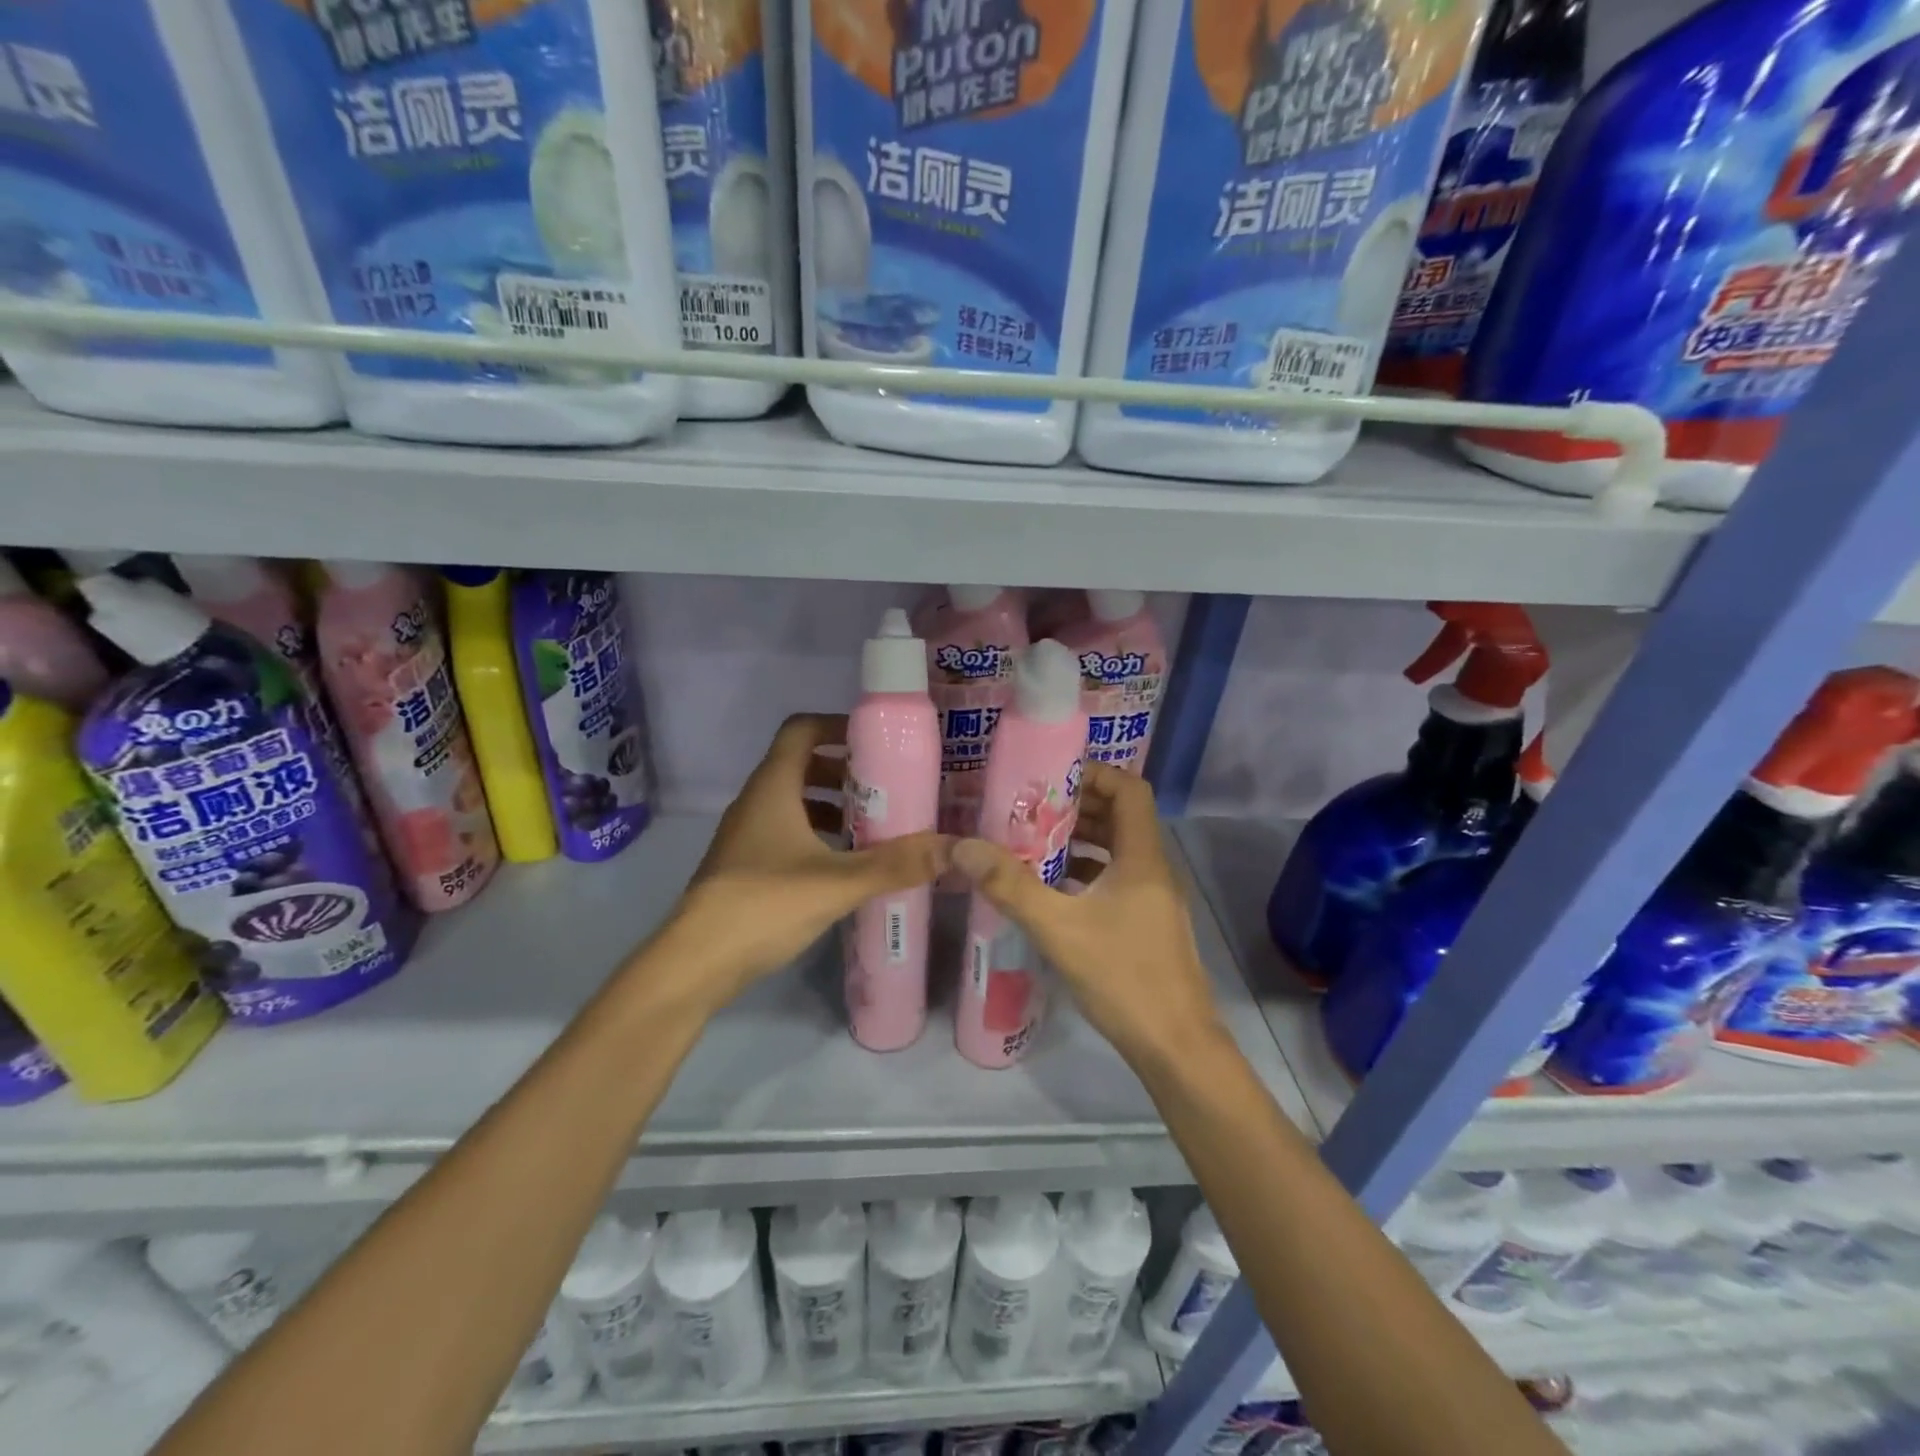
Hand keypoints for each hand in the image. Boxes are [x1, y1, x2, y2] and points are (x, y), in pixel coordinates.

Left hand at [651, 714, 947, 1011]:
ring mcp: (747, 835)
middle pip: (801, 765)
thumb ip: (896, 864)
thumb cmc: (763, 904)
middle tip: (887, 787)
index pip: (801, 730)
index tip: (876, 741)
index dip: (837, 726)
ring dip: (833, 806)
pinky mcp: (747, 865)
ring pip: (795, 802)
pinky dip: (819, 836)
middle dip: (845, 771)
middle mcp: (757, 802)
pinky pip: (788, 832)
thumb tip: (955, 848)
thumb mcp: (838, 882)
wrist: (696, 962)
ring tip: (876, 825)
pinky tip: (846, 864)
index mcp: (773, 788)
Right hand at [951, 763, 1228, 1069]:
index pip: (1130, 789)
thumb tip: (963, 846)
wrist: (1176, 1048)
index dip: (1094, 774)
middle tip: (1029, 808)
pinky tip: (1052, 890)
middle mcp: (1154, 868)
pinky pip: (1116, 879)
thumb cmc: (1124, 977)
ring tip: (1032, 842)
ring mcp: (1154, 898)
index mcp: (1143, 857)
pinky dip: (1086, 873)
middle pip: (1121, 817)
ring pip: (1118, 850)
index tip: (1050, 778)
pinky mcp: (1148, 923)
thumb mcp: (1058, 929)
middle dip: (1077, 807)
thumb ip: (1010, 886)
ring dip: (1080, 841)